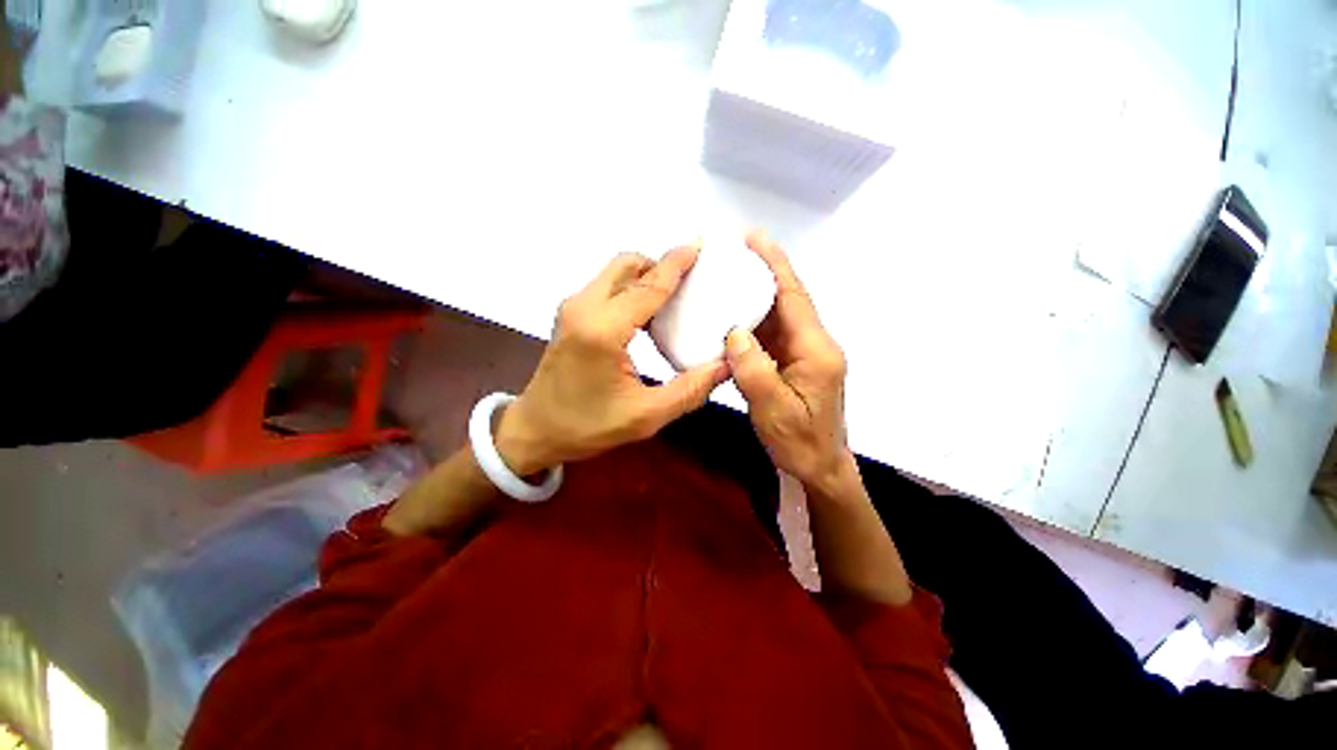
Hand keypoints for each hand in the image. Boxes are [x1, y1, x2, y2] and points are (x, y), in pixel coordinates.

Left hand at [495, 246, 729, 475]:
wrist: (535, 430)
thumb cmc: (588, 426)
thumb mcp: (646, 415)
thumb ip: (690, 390)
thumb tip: (725, 365)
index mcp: (603, 329)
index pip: (648, 287)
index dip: (676, 265)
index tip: (699, 246)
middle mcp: (584, 308)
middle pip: (627, 265)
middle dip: (659, 266)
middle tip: (689, 284)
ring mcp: (572, 308)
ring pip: (615, 273)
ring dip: (644, 276)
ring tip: (672, 299)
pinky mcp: (569, 315)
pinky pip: (605, 287)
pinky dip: (630, 288)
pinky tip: (647, 315)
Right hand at [725, 232, 853, 496]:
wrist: (819, 467)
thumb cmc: (800, 443)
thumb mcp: (774, 410)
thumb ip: (753, 369)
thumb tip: (734, 332)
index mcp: (816, 350)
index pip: (793, 297)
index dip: (774, 265)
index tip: (753, 238)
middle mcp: (813, 344)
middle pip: (787, 299)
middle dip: (762, 273)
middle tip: (729, 254)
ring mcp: (803, 353)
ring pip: (777, 315)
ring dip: (753, 296)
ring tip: (724, 279)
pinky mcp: (793, 363)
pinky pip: (770, 335)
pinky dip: (751, 322)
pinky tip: (730, 318)